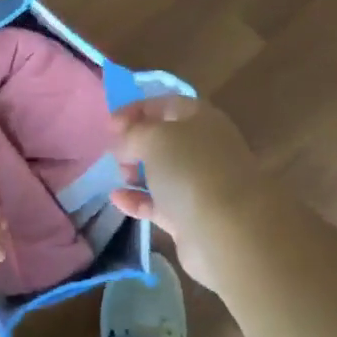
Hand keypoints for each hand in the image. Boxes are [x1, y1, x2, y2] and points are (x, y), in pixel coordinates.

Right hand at [108, 95, 264, 290]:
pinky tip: (117, 199)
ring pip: (163, 172)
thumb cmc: (191, 171)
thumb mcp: (154, 138)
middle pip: (165, 139)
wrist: (227, 231)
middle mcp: (205, 149)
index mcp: (202, 120)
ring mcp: (200, 184)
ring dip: (137, 171)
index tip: (109, 125)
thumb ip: (131, 134)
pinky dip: (138, 200)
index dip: (136, 110)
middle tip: (114, 152)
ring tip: (119, 175)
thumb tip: (121, 142)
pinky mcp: (191, 217)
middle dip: (136, 143)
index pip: (166, 104)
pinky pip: (159, 203)